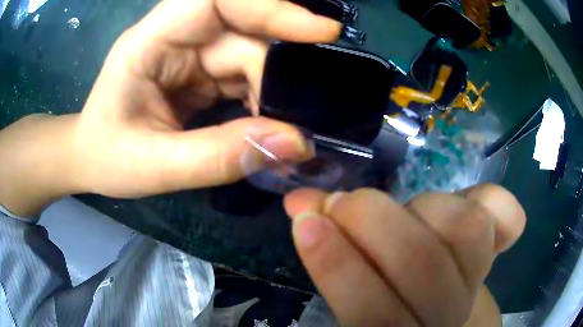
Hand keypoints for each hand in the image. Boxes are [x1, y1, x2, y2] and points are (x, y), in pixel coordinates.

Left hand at [70, 0, 340, 197]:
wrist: (92, 160)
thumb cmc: (107, 159)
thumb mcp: (155, 167)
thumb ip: (220, 156)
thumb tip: (294, 143)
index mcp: (149, 42)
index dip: (269, 7)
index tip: (319, 31)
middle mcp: (173, 37)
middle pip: (242, 30)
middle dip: (276, 66)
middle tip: (305, 105)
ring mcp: (189, 53)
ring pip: (249, 54)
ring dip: (272, 88)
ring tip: (285, 124)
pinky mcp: (199, 73)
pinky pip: (243, 75)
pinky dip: (262, 98)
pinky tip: (267, 123)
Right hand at [284, 184, 525, 325]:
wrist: (440, 309)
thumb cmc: (392, 303)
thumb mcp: (358, 287)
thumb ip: (331, 251)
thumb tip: (299, 203)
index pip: (372, 313)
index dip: (338, 266)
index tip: (308, 221)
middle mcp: (446, 313)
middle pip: (423, 263)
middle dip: (373, 220)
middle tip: (344, 201)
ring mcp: (479, 279)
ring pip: (464, 229)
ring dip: (423, 207)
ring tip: (406, 209)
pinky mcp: (499, 249)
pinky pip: (507, 218)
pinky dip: (495, 201)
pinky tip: (472, 200)